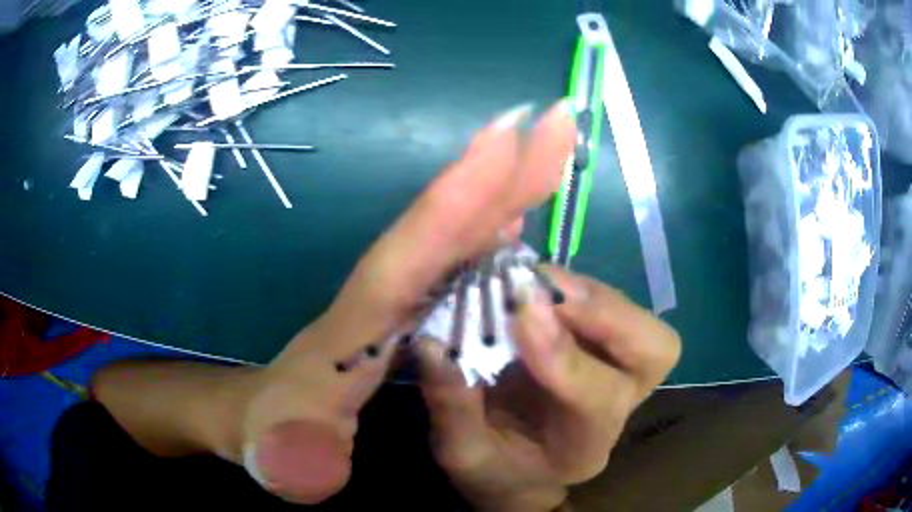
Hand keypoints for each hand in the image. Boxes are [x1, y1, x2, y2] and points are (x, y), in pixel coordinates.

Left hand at [239, 99, 577, 503]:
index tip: (505, 137)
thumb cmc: (270, 433)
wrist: (257, 421)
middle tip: (550, 121)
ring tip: (548, 149)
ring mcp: (396, 297)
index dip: (456, 198)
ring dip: (505, 188)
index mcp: (355, 325)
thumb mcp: (276, 454)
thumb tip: (306, 463)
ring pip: (457, 231)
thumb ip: (292, 457)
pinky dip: (492, 228)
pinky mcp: (406, 307)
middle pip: (444, 223)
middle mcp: (381, 295)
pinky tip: (518, 217)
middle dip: (499, 169)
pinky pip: (458, 257)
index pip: (408, 252)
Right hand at [415, 255, 680, 509]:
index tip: (520, 311)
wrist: (518, 472)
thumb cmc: (492, 471)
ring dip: (586, 292)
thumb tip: (435, 344)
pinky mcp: (601, 346)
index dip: (563, 354)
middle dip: (606, 312)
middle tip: (542, 288)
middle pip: (655, 350)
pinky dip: (572, 287)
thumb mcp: (462, 453)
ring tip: (531, 280)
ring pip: (637, 320)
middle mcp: (619, 406)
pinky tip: (534, 283)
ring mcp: (617, 371)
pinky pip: (606, 304)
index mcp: (585, 447)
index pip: (600, 399)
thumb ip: (452, 407)